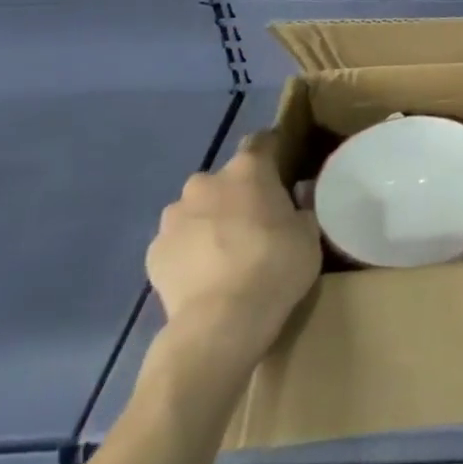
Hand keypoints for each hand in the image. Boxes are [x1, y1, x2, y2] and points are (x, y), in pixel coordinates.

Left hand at [144, 134, 321, 377]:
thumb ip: (300, 208)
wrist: (221, 322)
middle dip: (237, 194)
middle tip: (255, 221)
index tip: (283, 170)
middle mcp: (206, 183)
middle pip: (225, 179)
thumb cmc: (276, 266)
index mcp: (249, 169)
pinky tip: (204, 275)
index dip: (273, 152)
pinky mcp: (153, 252)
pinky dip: (189, 250)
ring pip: (196, 209)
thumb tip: (295, 199)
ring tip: (225, 253)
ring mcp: (173, 218)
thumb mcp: (309, 233)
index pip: (262, 141)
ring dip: (209, 221)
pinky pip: (178, 241)